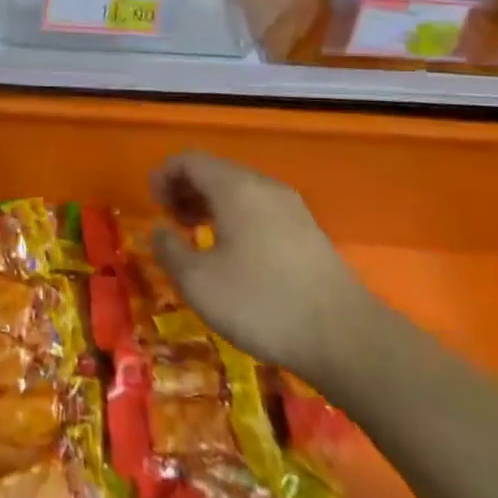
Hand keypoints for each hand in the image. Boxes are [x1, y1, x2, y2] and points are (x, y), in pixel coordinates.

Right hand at [150, 151, 375, 377]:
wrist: (345, 338)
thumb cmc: (261, 302)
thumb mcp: (198, 282)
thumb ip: (169, 250)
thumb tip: (159, 231)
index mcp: (235, 187)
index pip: (190, 160)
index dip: (163, 175)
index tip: (152, 205)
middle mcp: (264, 187)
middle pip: (216, 171)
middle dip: (186, 189)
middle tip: (170, 221)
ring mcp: (292, 208)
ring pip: (240, 190)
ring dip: (211, 204)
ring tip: (197, 237)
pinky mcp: (308, 232)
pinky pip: (260, 209)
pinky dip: (236, 218)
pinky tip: (233, 253)